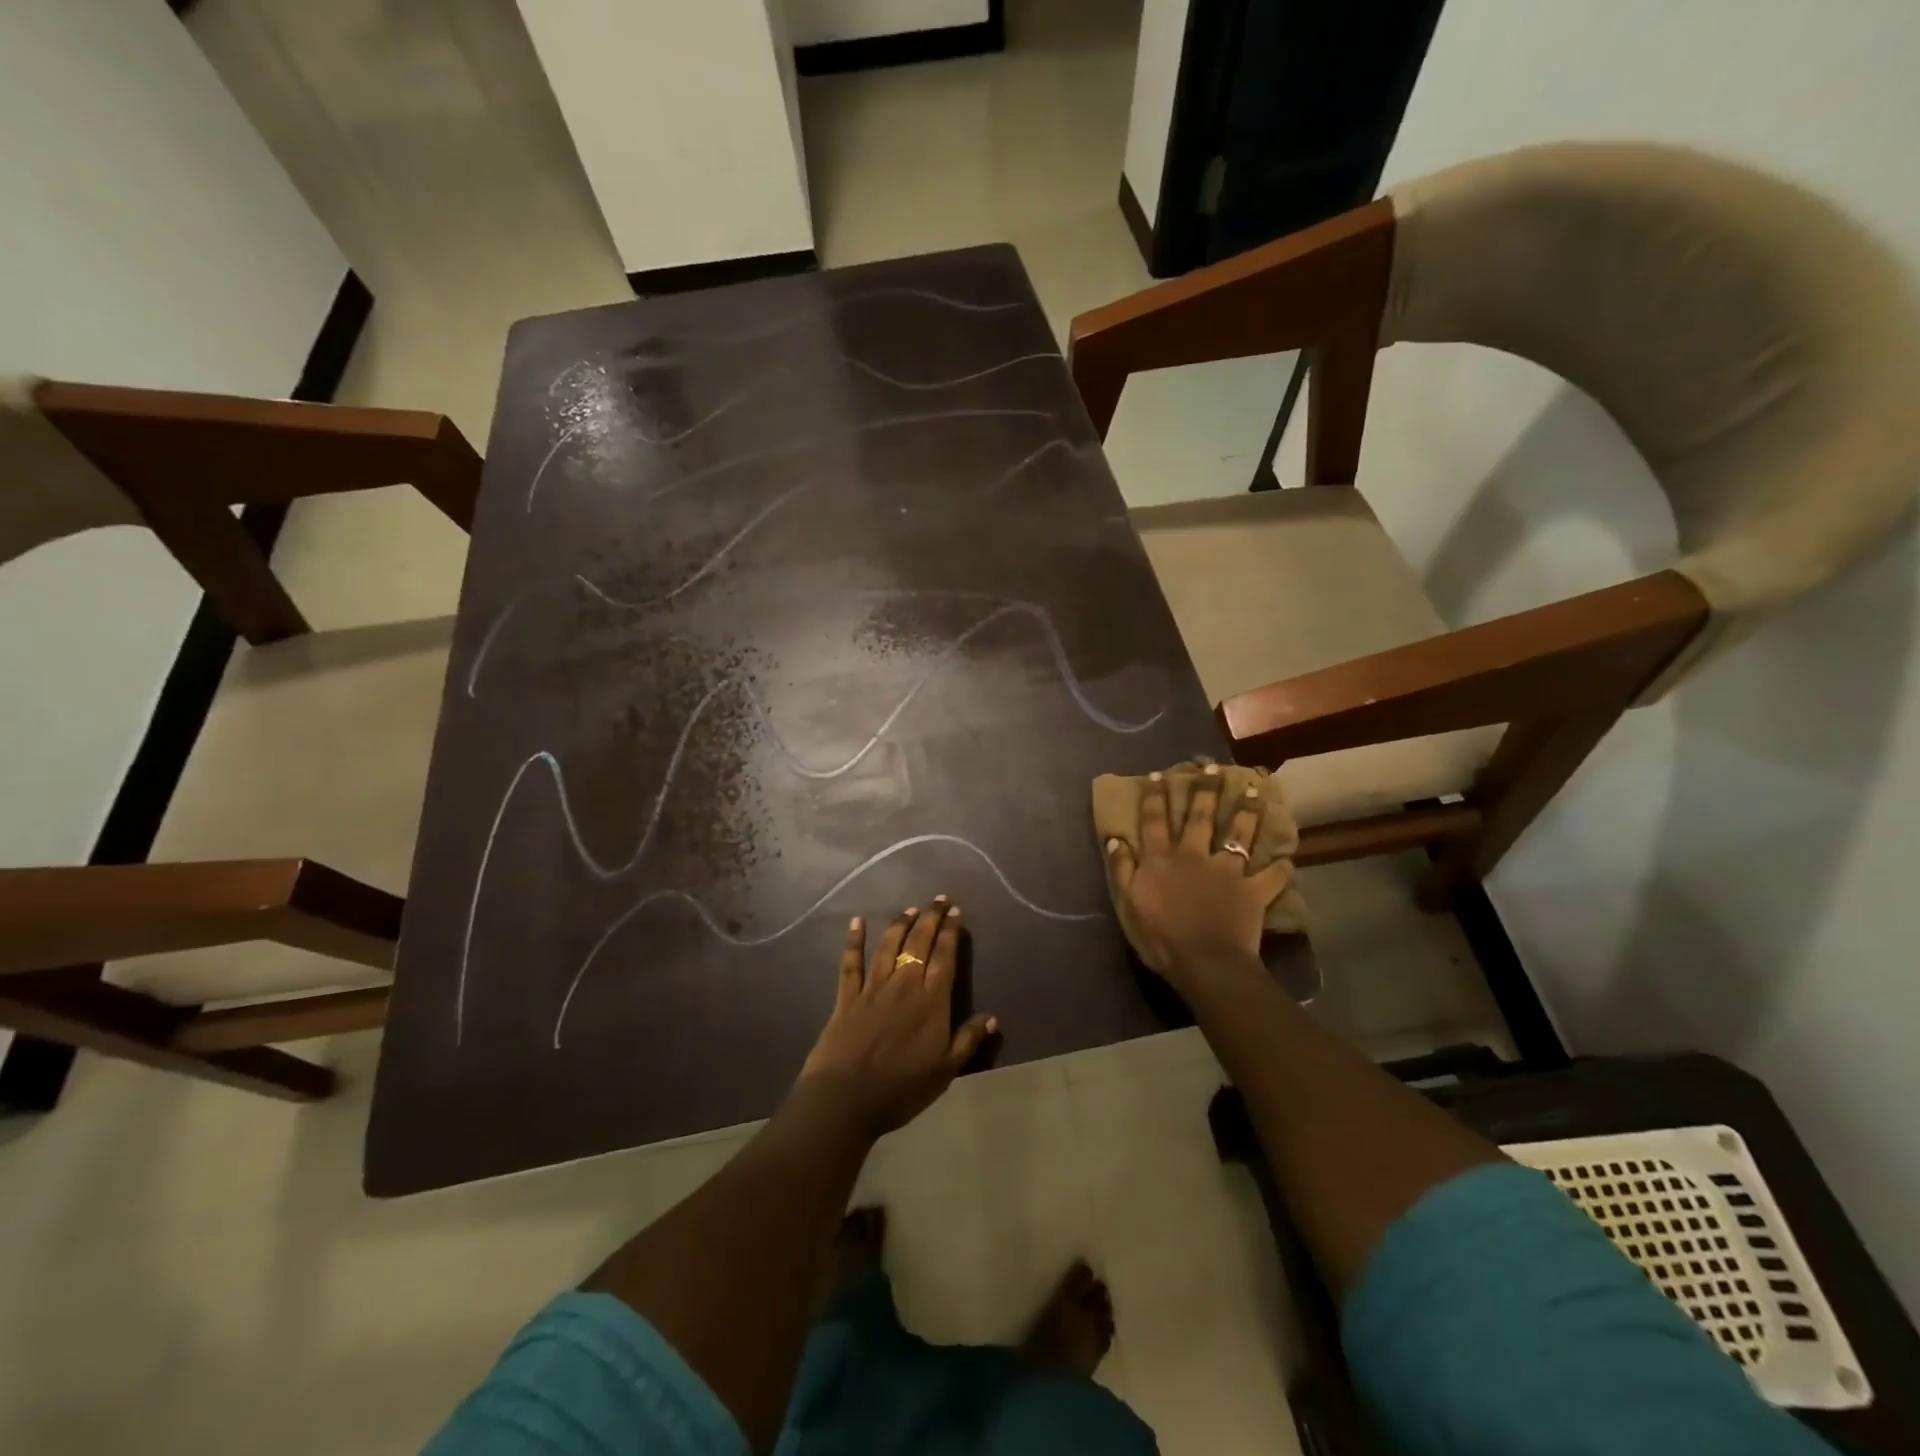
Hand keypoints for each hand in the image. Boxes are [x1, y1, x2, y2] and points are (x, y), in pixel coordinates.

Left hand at [796, 899, 996, 1137]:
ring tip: (910, 909)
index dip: (951, 933)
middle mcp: (904, 985)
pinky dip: (854, 941)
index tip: (955, 912)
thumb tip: (992, 1017)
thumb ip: (967, 1040)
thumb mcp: (945, 1071)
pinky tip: (857, 922)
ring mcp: (873, 988)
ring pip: (889, 947)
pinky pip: (851, 963)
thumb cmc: (901, 1089)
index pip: (945, 958)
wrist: (846, 1098)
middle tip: (939, 899)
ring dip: (900, 924)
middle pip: (919, 944)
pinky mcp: (847, 997)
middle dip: (931, 919)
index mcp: (931, 1002)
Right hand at [1104, 766, 1292, 990]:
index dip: (1155, 796)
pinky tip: (1288, 859)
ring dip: (1247, 812)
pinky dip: (1280, 869)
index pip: (1154, 820)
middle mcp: (1194, 855)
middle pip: (1200, 817)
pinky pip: (1270, 877)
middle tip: (1212, 767)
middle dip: (1205, 790)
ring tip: (1255, 791)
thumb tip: (1116, 838)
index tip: (1159, 774)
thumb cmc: (1159, 937)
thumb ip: (1121, 869)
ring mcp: (1226, 871)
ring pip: (1238, 835)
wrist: (1205, 963)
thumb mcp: (1127, 904)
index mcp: (1161, 859)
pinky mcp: (1252, 891)